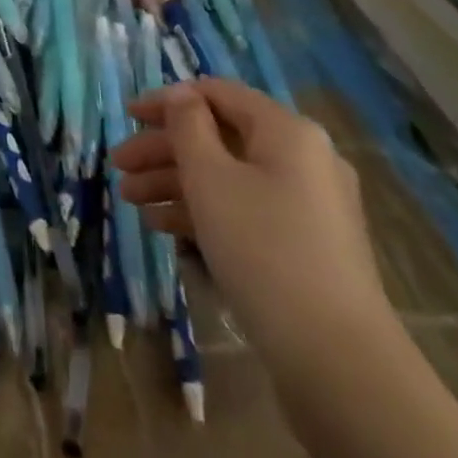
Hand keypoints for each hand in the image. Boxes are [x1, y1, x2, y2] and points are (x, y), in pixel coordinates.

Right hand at [112, 79, 395, 376]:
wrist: (338, 363)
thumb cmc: (264, 250)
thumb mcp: (210, 178)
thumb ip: (187, 126)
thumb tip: (181, 95)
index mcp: (287, 131)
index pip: (217, 94)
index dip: (168, 100)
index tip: (127, 114)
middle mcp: (302, 159)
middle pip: (220, 137)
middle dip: (165, 149)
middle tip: (119, 165)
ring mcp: (307, 206)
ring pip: (229, 176)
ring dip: (176, 182)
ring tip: (130, 200)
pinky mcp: (305, 247)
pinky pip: (245, 210)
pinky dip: (204, 212)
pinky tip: (162, 227)